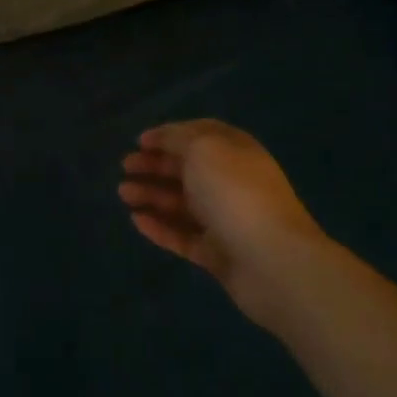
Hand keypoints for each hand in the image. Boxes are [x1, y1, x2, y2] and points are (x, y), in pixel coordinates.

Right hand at [119, 119, 324, 331]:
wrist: (273, 262)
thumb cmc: (235, 193)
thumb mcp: (203, 149)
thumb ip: (178, 139)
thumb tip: (162, 138)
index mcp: (235, 151)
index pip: (200, 135)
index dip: (170, 135)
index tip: (140, 141)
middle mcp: (231, 182)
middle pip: (188, 169)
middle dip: (155, 165)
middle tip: (125, 166)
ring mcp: (225, 220)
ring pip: (182, 203)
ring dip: (152, 194)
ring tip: (123, 193)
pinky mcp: (218, 255)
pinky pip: (183, 236)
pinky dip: (160, 227)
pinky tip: (136, 220)